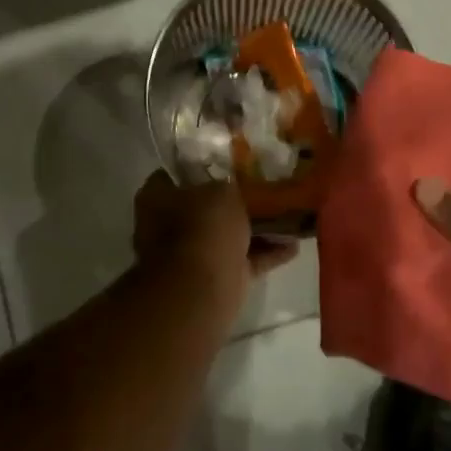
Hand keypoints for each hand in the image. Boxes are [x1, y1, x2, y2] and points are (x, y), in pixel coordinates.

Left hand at [132, 171, 297, 292]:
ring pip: (226, 236)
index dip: (201, 167)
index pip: (174, 174)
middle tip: (261, 187)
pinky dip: (266, 254)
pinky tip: (293, 245)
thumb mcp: (221, 191)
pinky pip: (245, 261)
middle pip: (204, 207)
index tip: (227, 162)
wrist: (202, 288)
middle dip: (231, 202)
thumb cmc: (203, 226)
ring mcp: (191, 255)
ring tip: (286, 213)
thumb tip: (231, 188)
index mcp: (156, 198)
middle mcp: (168, 226)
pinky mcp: (216, 279)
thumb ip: (228, 186)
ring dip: (254, 229)